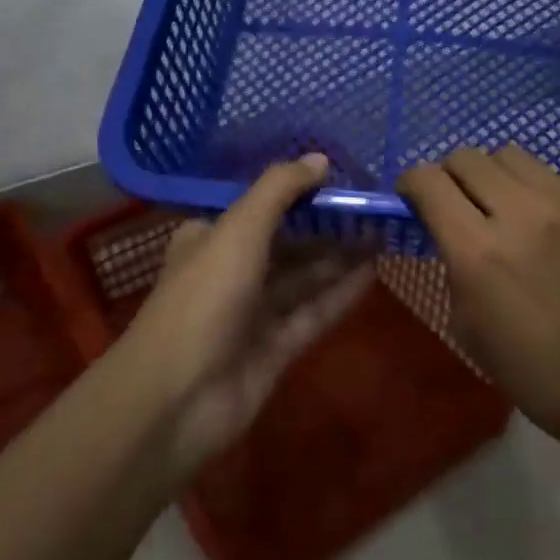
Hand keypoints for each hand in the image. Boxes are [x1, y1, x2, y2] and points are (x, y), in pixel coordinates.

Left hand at [121, 154, 373, 483]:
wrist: (177, 400)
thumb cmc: (204, 298)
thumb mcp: (239, 229)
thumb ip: (279, 190)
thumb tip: (320, 158)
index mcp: (211, 237)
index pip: (259, 206)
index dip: (298, 191)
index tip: (340, 179)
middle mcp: (231, 270)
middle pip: (286, 242)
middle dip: (326, 226)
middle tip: (373, 208)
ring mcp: (252, 313)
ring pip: (303, 278)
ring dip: (339, 257)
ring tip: (382, 234)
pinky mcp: (274, 350)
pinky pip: (312, 313)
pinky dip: (339, 294)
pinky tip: (373, 273)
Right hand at [397, 144, 559, 460]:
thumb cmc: (534, 371)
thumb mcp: (466, 324)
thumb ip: (451, 262)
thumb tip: (447, 229)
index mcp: (478, 251)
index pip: (427, 179)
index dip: (411, 184)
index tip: (414, 200)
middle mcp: (521, 214)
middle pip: (467, 156)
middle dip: (450, 176)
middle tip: (458, 205)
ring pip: (511, 155)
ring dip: (494, 176)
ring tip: (503, 207)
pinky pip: (554, 180)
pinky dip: (537, 195)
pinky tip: (549, 231)